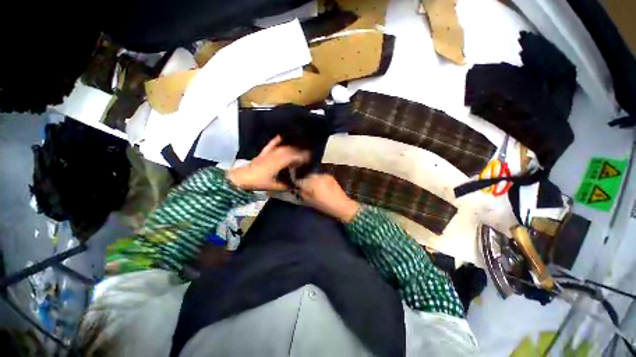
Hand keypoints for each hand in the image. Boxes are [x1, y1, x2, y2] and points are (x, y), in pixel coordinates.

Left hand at [227, 136, 309, 190]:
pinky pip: (271, 144)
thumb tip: (296, 184)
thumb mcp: (275, 186)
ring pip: (283, 147)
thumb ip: (286, 185)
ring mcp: (269, 153)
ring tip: (299, 146)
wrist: (242, 178)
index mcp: (279, 163)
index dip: (303, 156)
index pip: (294, 157)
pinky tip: (281, 136)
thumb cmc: (259, 182)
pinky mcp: (263, 152)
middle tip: (307, 152)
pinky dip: (277, 140)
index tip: (310, 157)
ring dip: (292, 146)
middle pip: (290, 150)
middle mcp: (275, 155)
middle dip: (300, 151)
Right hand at [296, 174, 359, 222]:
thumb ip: (303, 194)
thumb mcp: (311, 202)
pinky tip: (320, 186)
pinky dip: (318, 180)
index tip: (297, 188)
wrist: (342, 205)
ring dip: (312, 180)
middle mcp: (318, 177)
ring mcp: (324, 175)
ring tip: (313, 187)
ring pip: (314, 176)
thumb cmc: (325, 206)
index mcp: (312, 183)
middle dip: (305, 181)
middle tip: (305, 188)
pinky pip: (320, 176)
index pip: (300, 181)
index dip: (297, 185)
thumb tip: (300, 189)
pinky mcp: (330, 176)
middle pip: (307, 176)